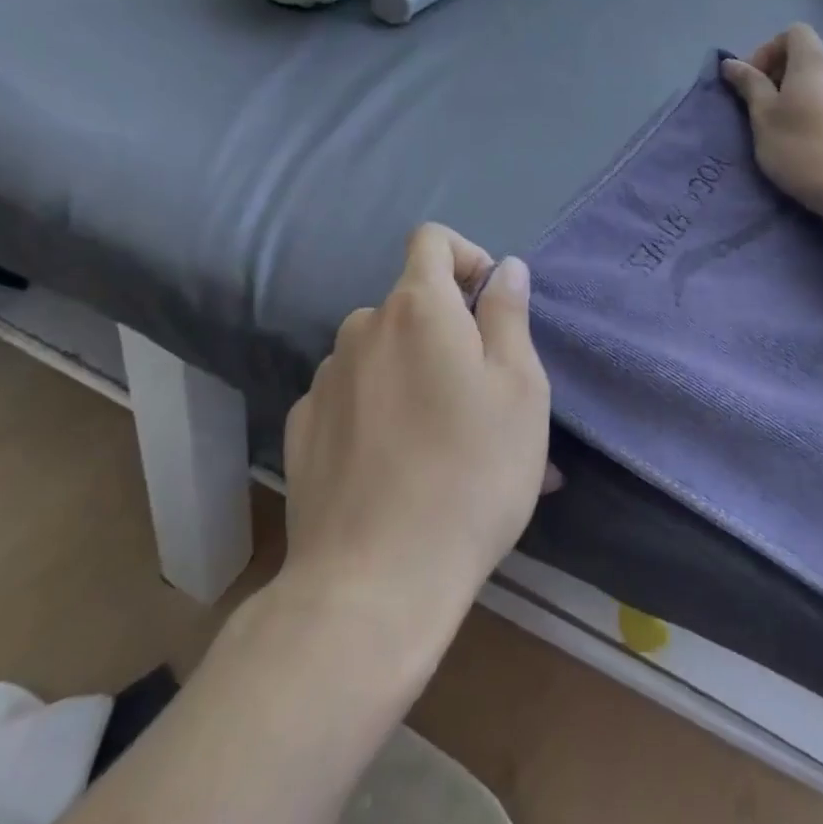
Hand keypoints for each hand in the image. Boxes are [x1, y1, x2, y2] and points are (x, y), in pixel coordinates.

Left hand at [282, 224, 551, 623]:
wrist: (374, 583)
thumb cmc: (470, 474)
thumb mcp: (520, 389)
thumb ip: (508, 315)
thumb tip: (504, 268)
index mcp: (417, 309)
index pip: (432, 240)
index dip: (466, 256)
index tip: (490, 305)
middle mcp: (361, 329)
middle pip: (411, 305)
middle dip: (450, 332)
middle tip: (486, 398)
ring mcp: (325, 380)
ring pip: (384, 354)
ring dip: (418, 375)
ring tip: (451, 444)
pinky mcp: (303, 428)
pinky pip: (353, 396)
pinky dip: (381, 410)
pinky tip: (400, 468)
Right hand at [721, 24, 822, 220]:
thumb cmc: (801, 147)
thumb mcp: (763, 116)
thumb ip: (749, 85)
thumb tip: (731, 63)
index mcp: (814, 61)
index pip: (793, 32)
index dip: (768, 50)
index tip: (754, 82)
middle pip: (807, 56)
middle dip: (780, 75)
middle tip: (762, 108)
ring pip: (822, 81)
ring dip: (799, 94)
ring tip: (785, 127)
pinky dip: (818, 109)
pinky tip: (811, 140)